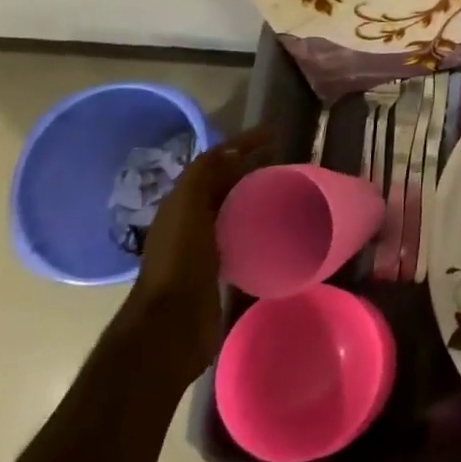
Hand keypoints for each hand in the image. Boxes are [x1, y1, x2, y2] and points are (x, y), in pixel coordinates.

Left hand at [117, 126, 274, 384]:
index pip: (214, 162)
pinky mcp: (218, 272)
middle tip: (287, 163)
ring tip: (289, 192)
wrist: (171, 326)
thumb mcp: (188, 206)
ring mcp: (203, 248)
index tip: (274, 135)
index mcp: (181, 202)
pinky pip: (242, 239)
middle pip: (225, 185)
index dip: (242, 144)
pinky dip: (258, 227)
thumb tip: (234, 151)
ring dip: (257, 198)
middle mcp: (190, 221)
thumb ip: (205, 174)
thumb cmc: (180, 261)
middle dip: (252, 169)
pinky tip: (279, 230)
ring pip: (234, 211)